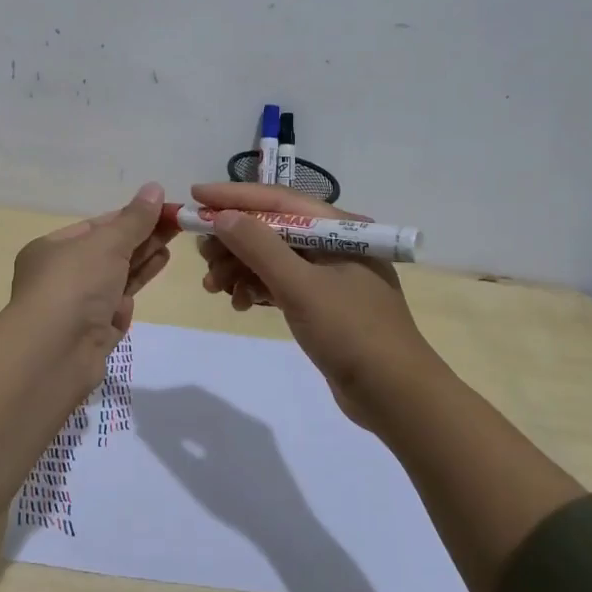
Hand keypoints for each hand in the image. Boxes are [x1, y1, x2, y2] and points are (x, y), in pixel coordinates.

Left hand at [9, 182, 172, 367]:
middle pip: (108, 251)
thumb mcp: (106, 243)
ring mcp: (77, 307)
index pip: (96, 226)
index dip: (130, 216)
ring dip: (143, 260)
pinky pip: (116, 306)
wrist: (54, 354)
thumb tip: (154, 188)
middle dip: (142, 237)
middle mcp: (61, 277)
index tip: (164, 209)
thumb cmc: (74, 285)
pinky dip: (134, 289)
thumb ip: (134, 219)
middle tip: (178, 224)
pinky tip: (152, 277)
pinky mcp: (93, 334)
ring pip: (115, 278)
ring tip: (172, 245)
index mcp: (51, 249)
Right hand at [190, 182, 436, 429]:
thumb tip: (222, 216)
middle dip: (233, 240)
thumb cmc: (351, 332)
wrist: (395, 396)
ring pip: (272, 258)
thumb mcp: (301, 286)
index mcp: (339, 228)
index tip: (195, 195)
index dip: (233, 196)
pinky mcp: (322, 304)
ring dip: (240, 268)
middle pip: (271, 228)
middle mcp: (334, 244)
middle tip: (202, 257)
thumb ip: (259, 247)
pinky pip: (280, 284)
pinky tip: (239, 304)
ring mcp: (329, 275)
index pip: (277, 200)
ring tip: (213, 288)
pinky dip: (256, 289)